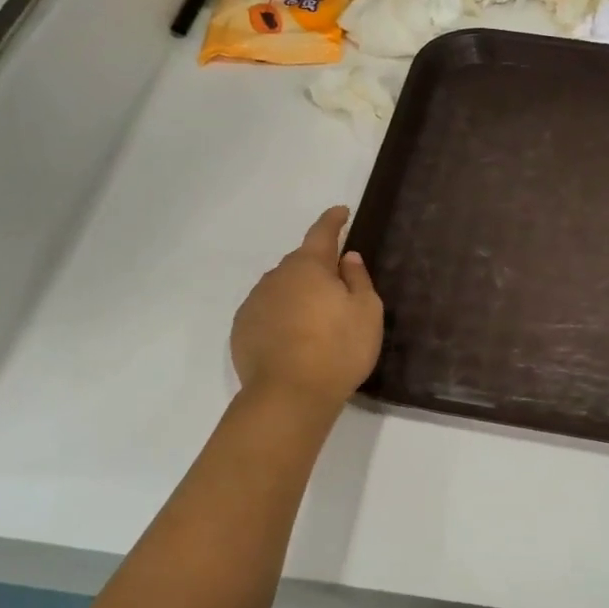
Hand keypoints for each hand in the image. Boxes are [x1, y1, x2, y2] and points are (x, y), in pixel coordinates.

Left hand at [231, 208, 383, 412]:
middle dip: (317, 269)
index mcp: (309, 266)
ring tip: (314, 322)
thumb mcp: (366, 312)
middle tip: (337, 290)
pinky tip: (292, 340)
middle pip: (300, 264)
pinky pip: (266, 313)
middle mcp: (277, 277)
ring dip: (297, 295)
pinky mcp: (242, 330)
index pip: (322, 232)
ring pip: (281, 289)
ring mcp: (255, 302)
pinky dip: (280, 317)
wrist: (289, 395)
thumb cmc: (338, 349)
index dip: (333, 220)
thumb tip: (347, 258)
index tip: (341, 212)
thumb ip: (358, 279)